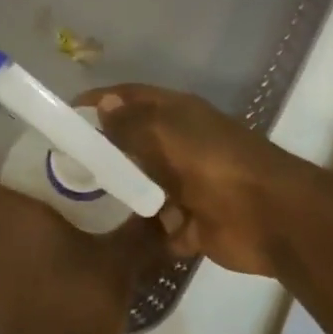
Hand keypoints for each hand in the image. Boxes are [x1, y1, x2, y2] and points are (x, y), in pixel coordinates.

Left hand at [0, 180, 160, 333]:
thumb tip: (169, 210)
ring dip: (29, 243)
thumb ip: (143, 232)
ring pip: (5, 245)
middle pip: (0, 215)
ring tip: (69, 244)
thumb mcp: (120, 262)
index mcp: (15, 218)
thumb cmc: (79, 300)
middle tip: (64, 210)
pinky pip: (11, 272)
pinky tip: (63, 278)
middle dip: (28, 213)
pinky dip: (30, 270)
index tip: (43, 185)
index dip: (10, 183)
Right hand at [80, 84, 320, 276]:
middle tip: (61, 163)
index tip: (66, 112)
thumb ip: (132, 122)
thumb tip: (103, 103)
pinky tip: (105, 235)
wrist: (270, 217)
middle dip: (103, 152)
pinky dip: (137, 232)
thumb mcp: (168, 133)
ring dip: (118, 194)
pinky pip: (154, 227)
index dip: (101, 101)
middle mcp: (180, 148)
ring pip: (141, 187)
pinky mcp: (188, 224)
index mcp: (178, 116)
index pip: (131, 99)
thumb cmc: (216, 164)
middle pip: (134, 145)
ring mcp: (185, 188)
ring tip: (74, 201)